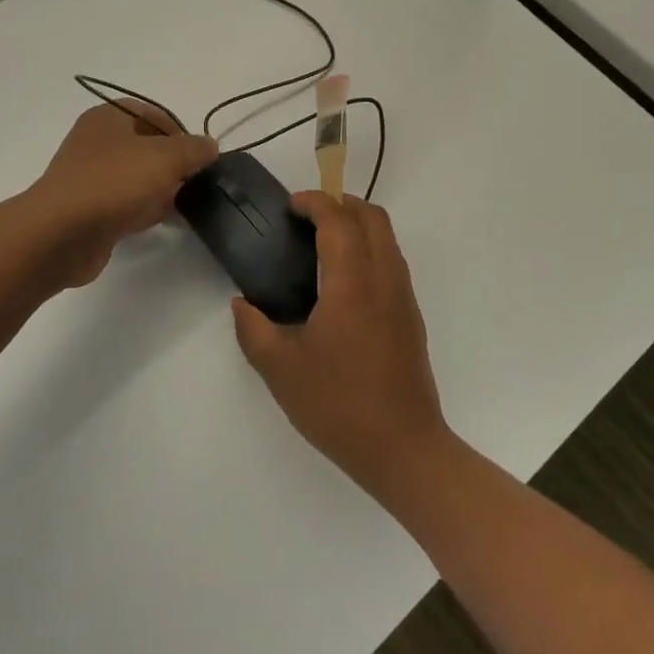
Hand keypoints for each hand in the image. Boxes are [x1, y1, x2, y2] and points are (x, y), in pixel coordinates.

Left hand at [26, 101, 217, 286]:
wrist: (62, 234)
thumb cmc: (113, 182)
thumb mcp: (165, 157)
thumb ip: (193, 149)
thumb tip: (210, 146)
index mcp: (107, 118)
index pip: (150, 113)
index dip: (177, 130)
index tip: (198, 154)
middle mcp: (95, 143)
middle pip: (144, 147)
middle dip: (172, 163)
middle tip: (195, 181)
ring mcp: (90, 179)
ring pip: (135, 178)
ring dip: (160, 189)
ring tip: (185, 203)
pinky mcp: (90, 211)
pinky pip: (124, 204)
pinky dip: (144, 210)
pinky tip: (162, 220)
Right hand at [232, 192, 449, 498]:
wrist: (404, 450)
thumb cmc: (338, 405)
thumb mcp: (280, 369)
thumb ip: (253, 328)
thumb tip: (242, 304)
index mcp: (352, 285)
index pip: (339, 220)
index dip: (315, 203)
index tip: (290, 206)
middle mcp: (385, 280)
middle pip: (372, 217)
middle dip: (340, 204)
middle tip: (305, 218)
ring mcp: (403, 298)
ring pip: (387, 238)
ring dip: (357, 225)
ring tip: (320, 244)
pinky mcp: (411, 317)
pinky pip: (392, 261)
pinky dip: (368, 248)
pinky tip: (340, 282)